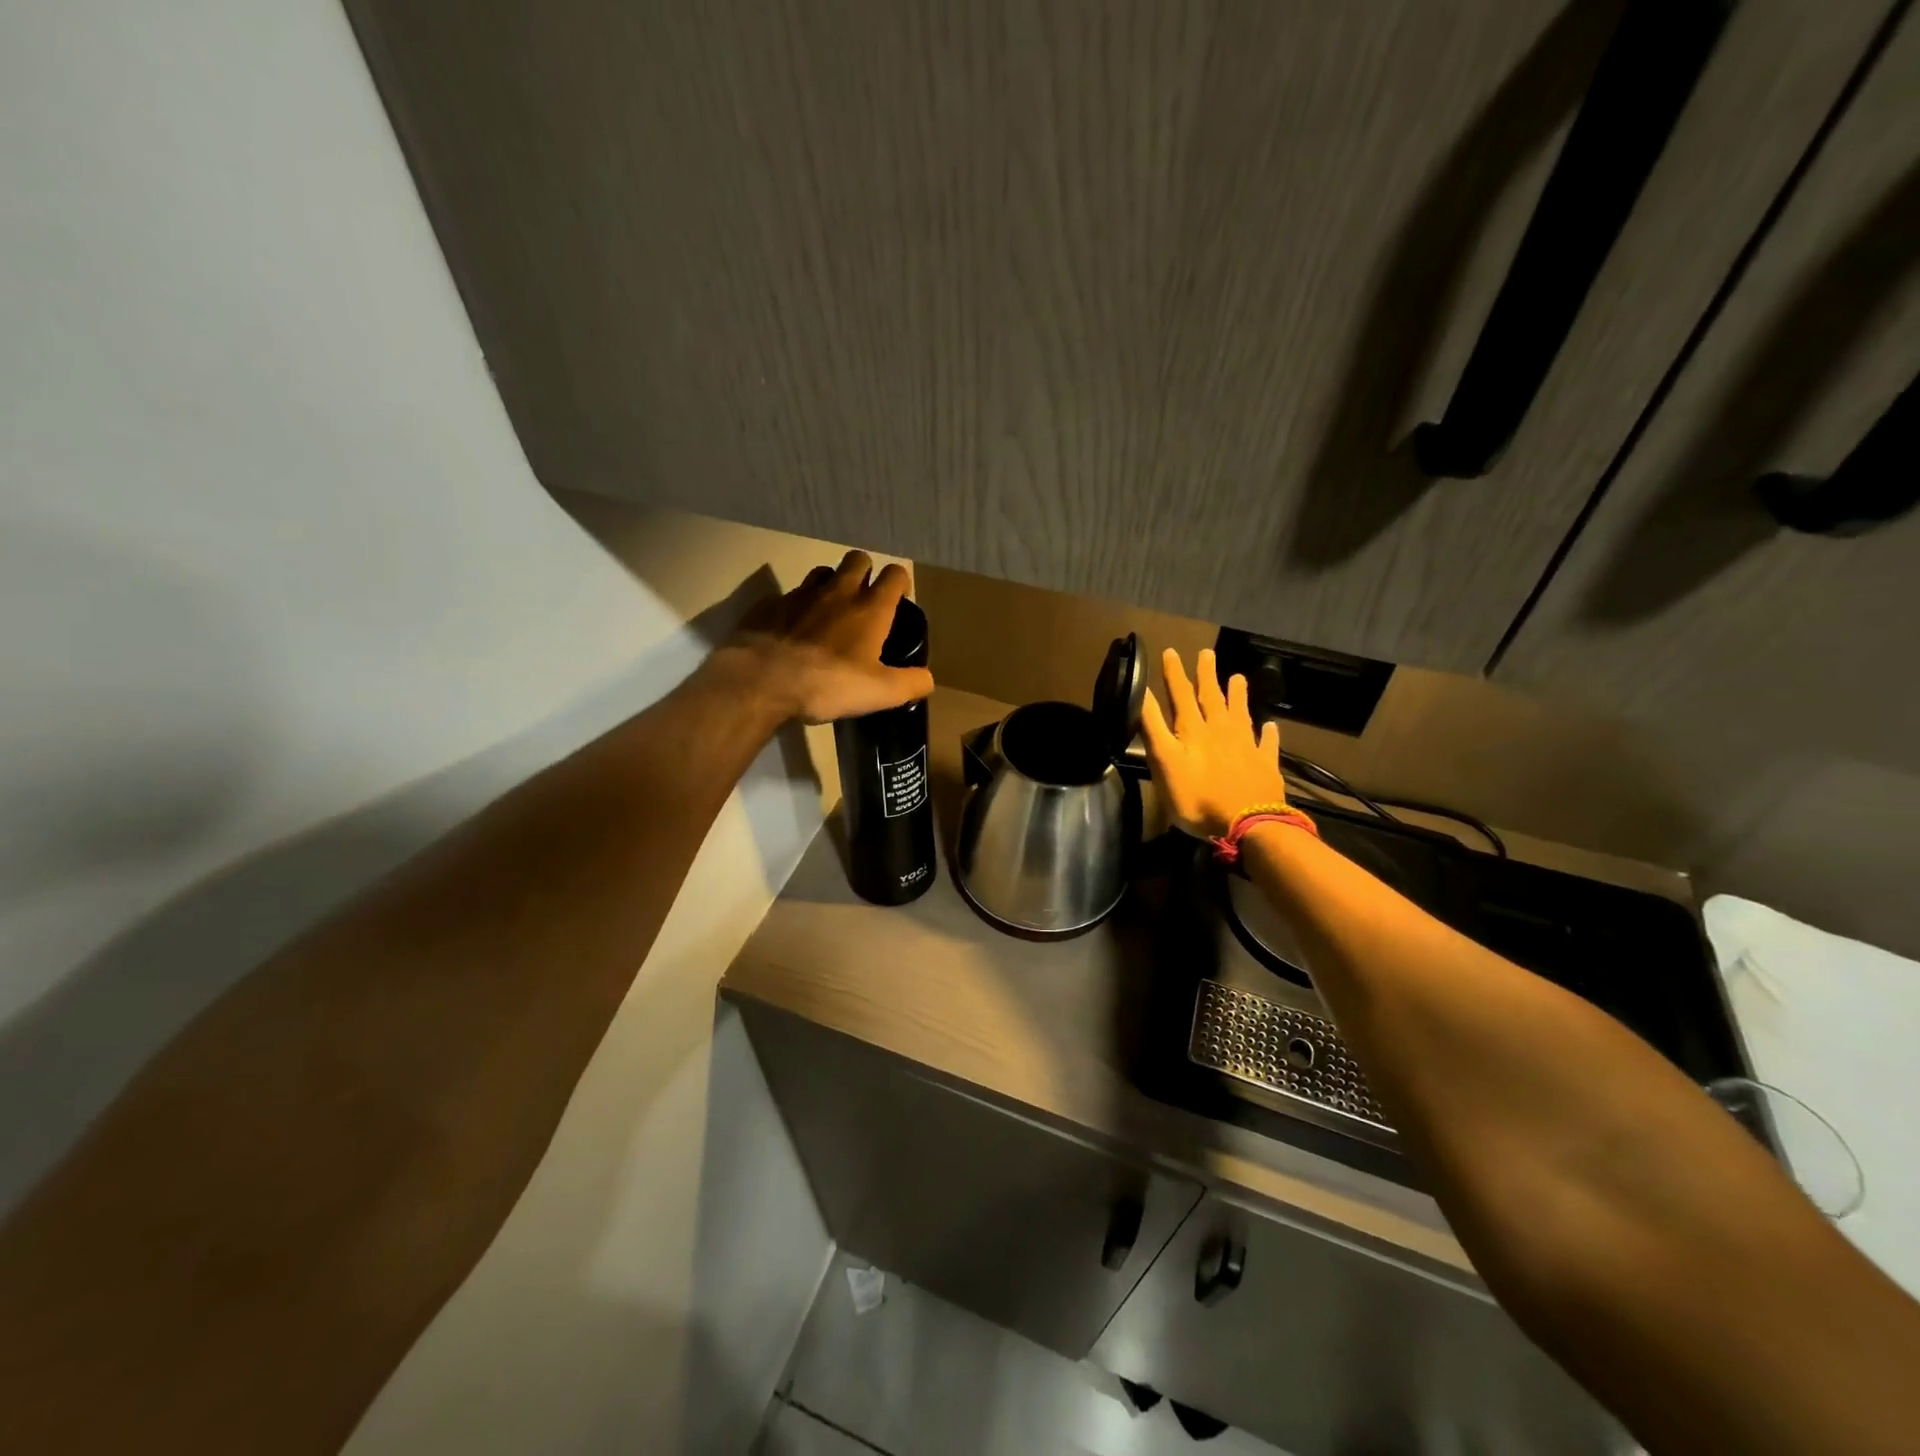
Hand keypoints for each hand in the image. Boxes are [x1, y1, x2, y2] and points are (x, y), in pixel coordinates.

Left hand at [714, 551, 935, 724]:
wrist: (762, 681)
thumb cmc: (829, 684)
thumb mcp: (880, 693)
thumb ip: (910, 683)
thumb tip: (928, 679)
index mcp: (870, 608)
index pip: (895, 574)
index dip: (900, 582)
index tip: (898, 599)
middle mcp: (838, 591)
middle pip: (858, 559)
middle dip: (865, 572)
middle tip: (864, 600)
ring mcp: (800, 594)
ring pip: (822, 572)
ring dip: (830, 584)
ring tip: (829, 611)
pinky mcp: (770, 605)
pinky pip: (788, 596)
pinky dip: (795, 607)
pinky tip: (792, 630)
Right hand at [1141, 648, 1287, 839]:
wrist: (1248, 824)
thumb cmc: (1197, 797)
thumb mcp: (1164, 762)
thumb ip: (1152, 728)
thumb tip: (1141, 694)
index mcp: (1193, 730)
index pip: (1180, 695)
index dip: (1174, 673)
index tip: (1171, 652)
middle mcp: (1221, 731)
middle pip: (1212, 697)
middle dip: (1207, 675)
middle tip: (1207, 653)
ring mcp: (1246, 747)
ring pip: (1240, 714)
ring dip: (1237, 695)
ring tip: (1238, 677)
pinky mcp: (1265, 765)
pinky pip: (1267, 744)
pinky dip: (1267, 734)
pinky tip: (1270, 727)